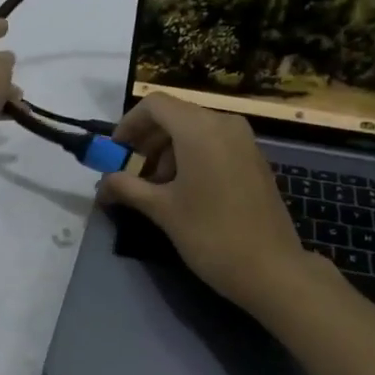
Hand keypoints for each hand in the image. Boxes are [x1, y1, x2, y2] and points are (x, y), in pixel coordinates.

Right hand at [97, 93, 316, 307]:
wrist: (272, 269)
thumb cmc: (211, 235)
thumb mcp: (163, 210)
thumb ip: (128, 188)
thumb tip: (102, 184)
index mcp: (200, 129)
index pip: (155, 105)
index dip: (129, 124)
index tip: (116, 153)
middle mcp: (224, 124)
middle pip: (175, 116)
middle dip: (148, 141)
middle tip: (132, 175)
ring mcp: (244, 141)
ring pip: (195, 130)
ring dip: (168, 152)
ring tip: (156, 189)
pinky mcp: (254, 159)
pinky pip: (215, 143)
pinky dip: (192, 157)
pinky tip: (185, 192)